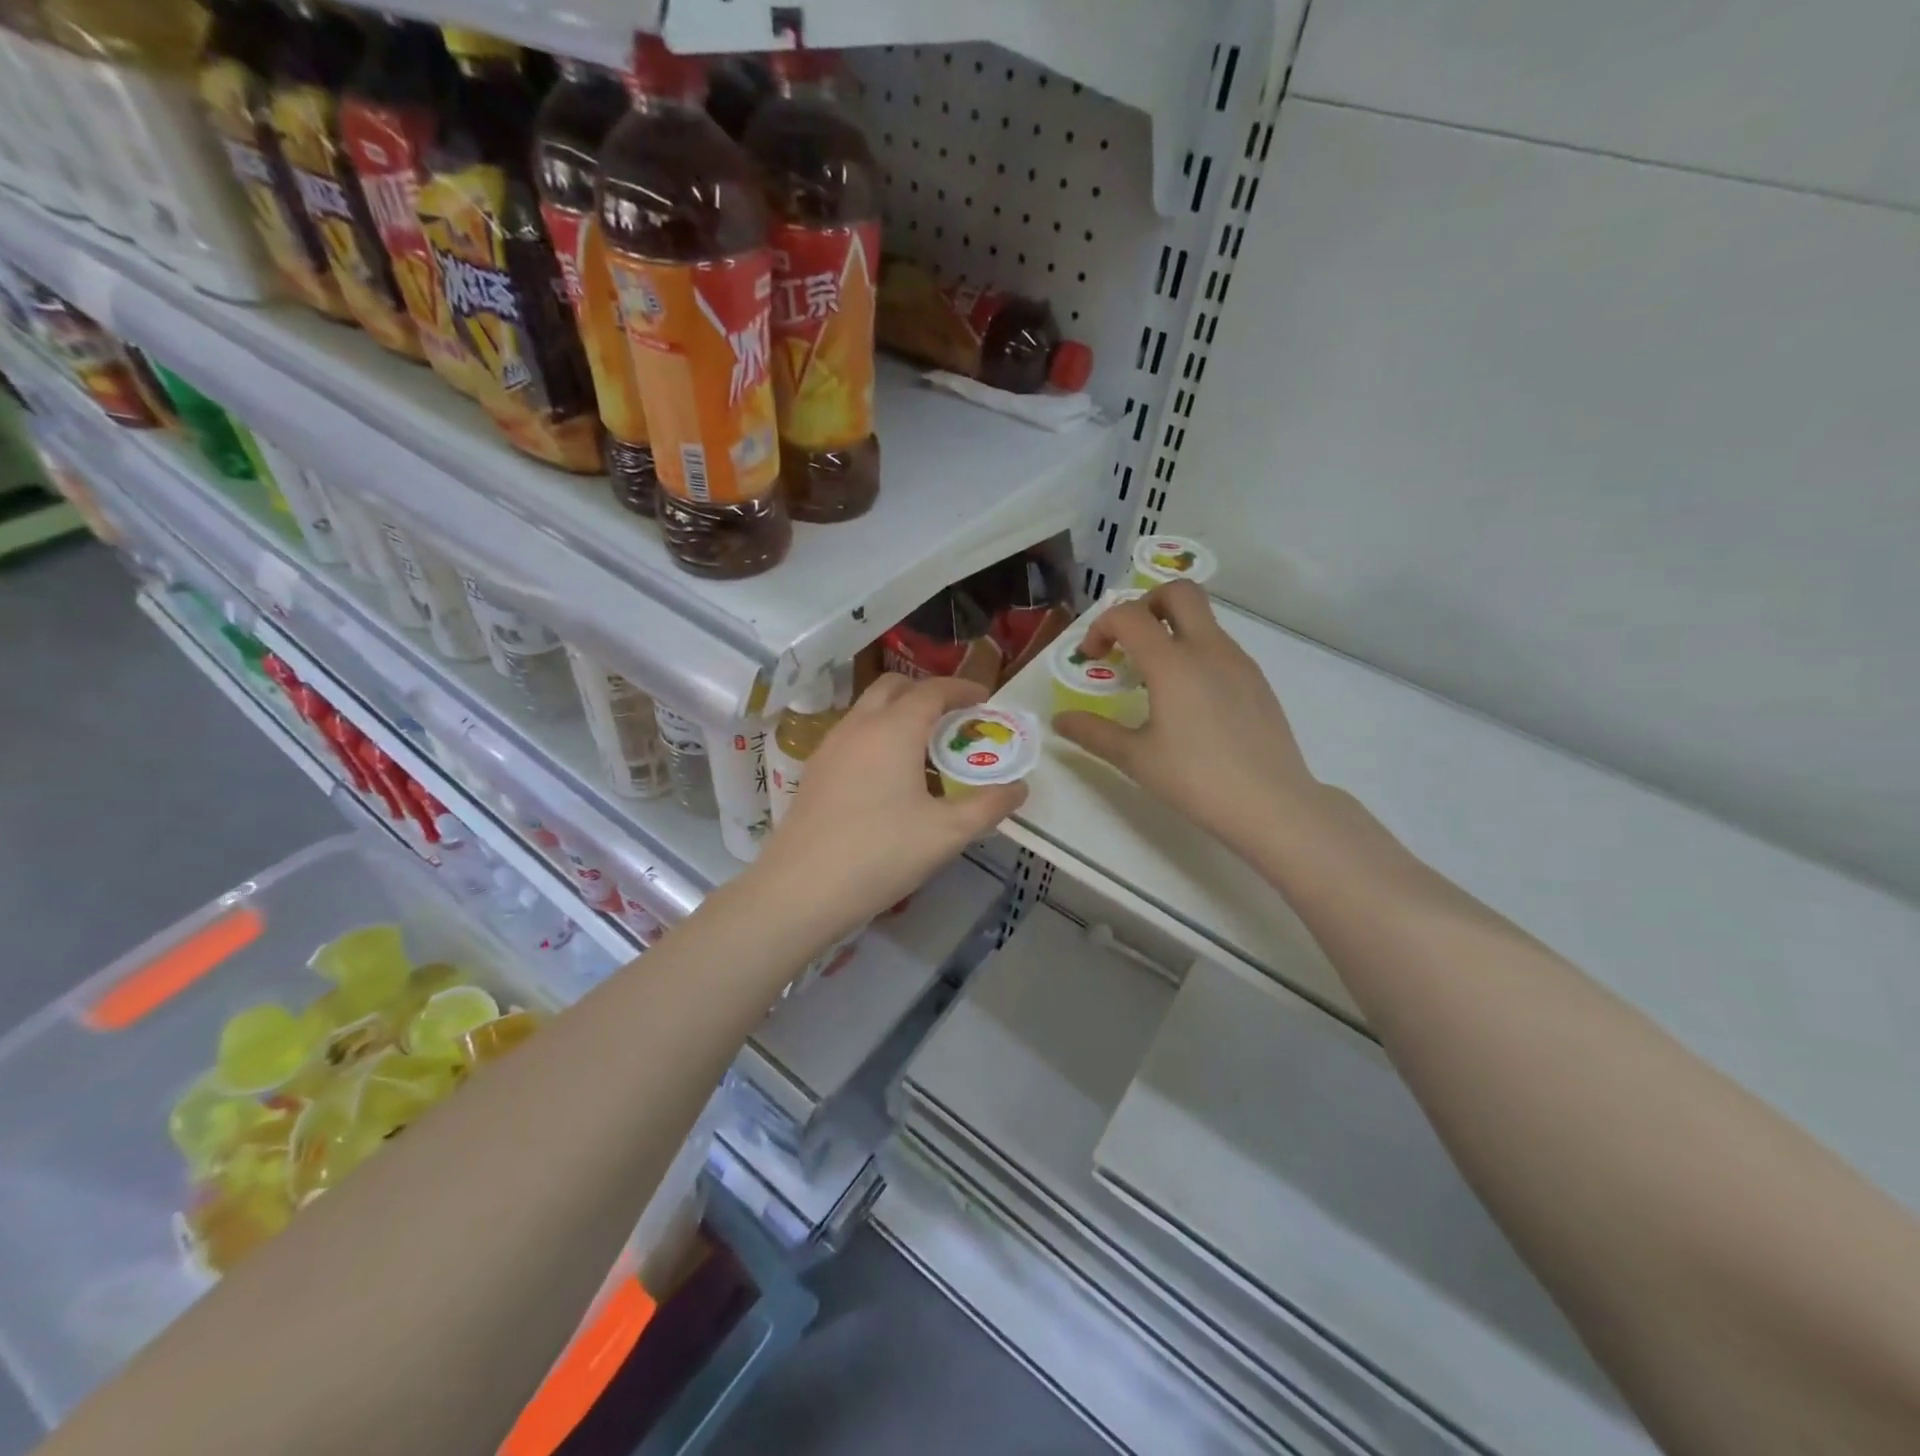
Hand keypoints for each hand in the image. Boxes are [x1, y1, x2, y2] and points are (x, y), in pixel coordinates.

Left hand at [752, 674, 1028, 945]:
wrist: (801, 888)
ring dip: (900, 714)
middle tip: (954, 720)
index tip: (985, 699)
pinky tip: (889, 777)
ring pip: (869, 709)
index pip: (933, 690)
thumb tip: (1018, 789)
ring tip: (926, 749)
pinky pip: (853, 735)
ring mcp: (830, 746)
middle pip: (895, 687)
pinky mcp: (815, 770)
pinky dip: (878, 736)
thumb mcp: (947, 832)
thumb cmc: (881, 853)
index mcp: (894, 729)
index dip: (963, 689)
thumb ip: (988, 806)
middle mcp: (859, 725)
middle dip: (928, 693)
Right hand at [1054, 582, 1320, 858]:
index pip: (1129, 615)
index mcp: (1172, 663)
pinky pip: (1220, 647)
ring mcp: (1238, 662)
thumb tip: (1060, 721)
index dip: (1101, 626)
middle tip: (1129, 642)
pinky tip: (1189, 701)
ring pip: (1203, 620)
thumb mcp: (1135, 758)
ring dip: (1171, 630)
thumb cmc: (1196, 780)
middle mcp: (1208, 649)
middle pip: (1179, 592)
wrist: (1271, 804)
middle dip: (1145, 604)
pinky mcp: (1257, 681)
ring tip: (1154, 679)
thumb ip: (1093, 732)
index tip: (1092, 658)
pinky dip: (1195, 654)